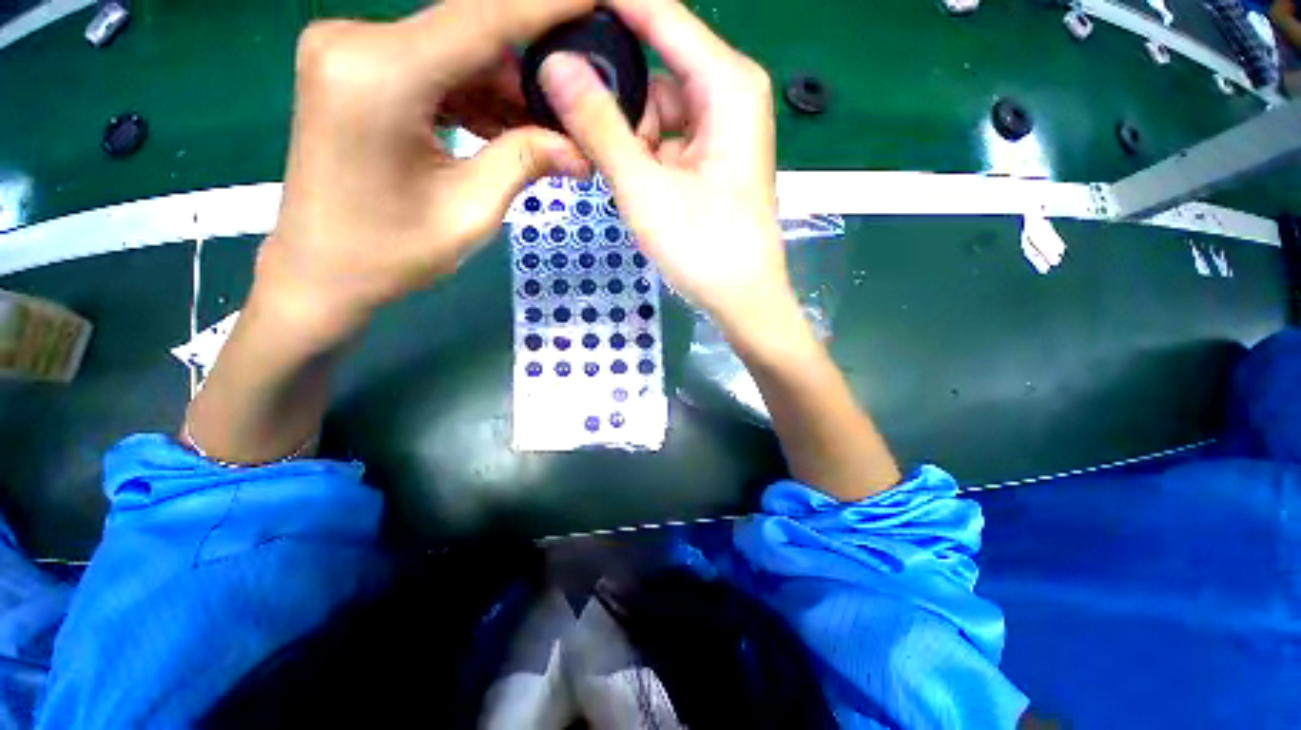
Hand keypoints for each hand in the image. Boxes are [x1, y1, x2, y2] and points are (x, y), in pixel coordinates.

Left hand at [257, 0, 595, 348]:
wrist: (320, 273)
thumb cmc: (390, 254)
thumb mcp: (470, 212)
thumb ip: (525, 163)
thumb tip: (581, 147)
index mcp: (378, 75)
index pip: (482, 18)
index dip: (547, 4)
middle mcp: (355, 42)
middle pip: (469, 33)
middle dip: (531, 65)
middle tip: (578, 100)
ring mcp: (350, 51)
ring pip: (454, 51)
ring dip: (506, 87)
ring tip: (551, 127)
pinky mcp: (354, 70)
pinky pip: (432, 68)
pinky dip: (474, 95)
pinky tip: (509, 128)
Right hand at [538, 0, 797, 345]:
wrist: (742, 298)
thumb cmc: (703, 249)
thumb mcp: (644, 189)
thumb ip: (599, 125)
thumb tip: (555, 65)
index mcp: (727, 85)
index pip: (659, 14)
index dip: (608, 8)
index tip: (557, 13)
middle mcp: (730, 94)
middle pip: (656, 65)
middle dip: (617, 97)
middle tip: (581, 132)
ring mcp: (723, 128)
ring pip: (659, 106)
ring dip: (629, 134)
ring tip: (617, 174)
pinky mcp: (714, 156)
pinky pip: (669, 135)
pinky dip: (645, 153)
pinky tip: (635, 182)